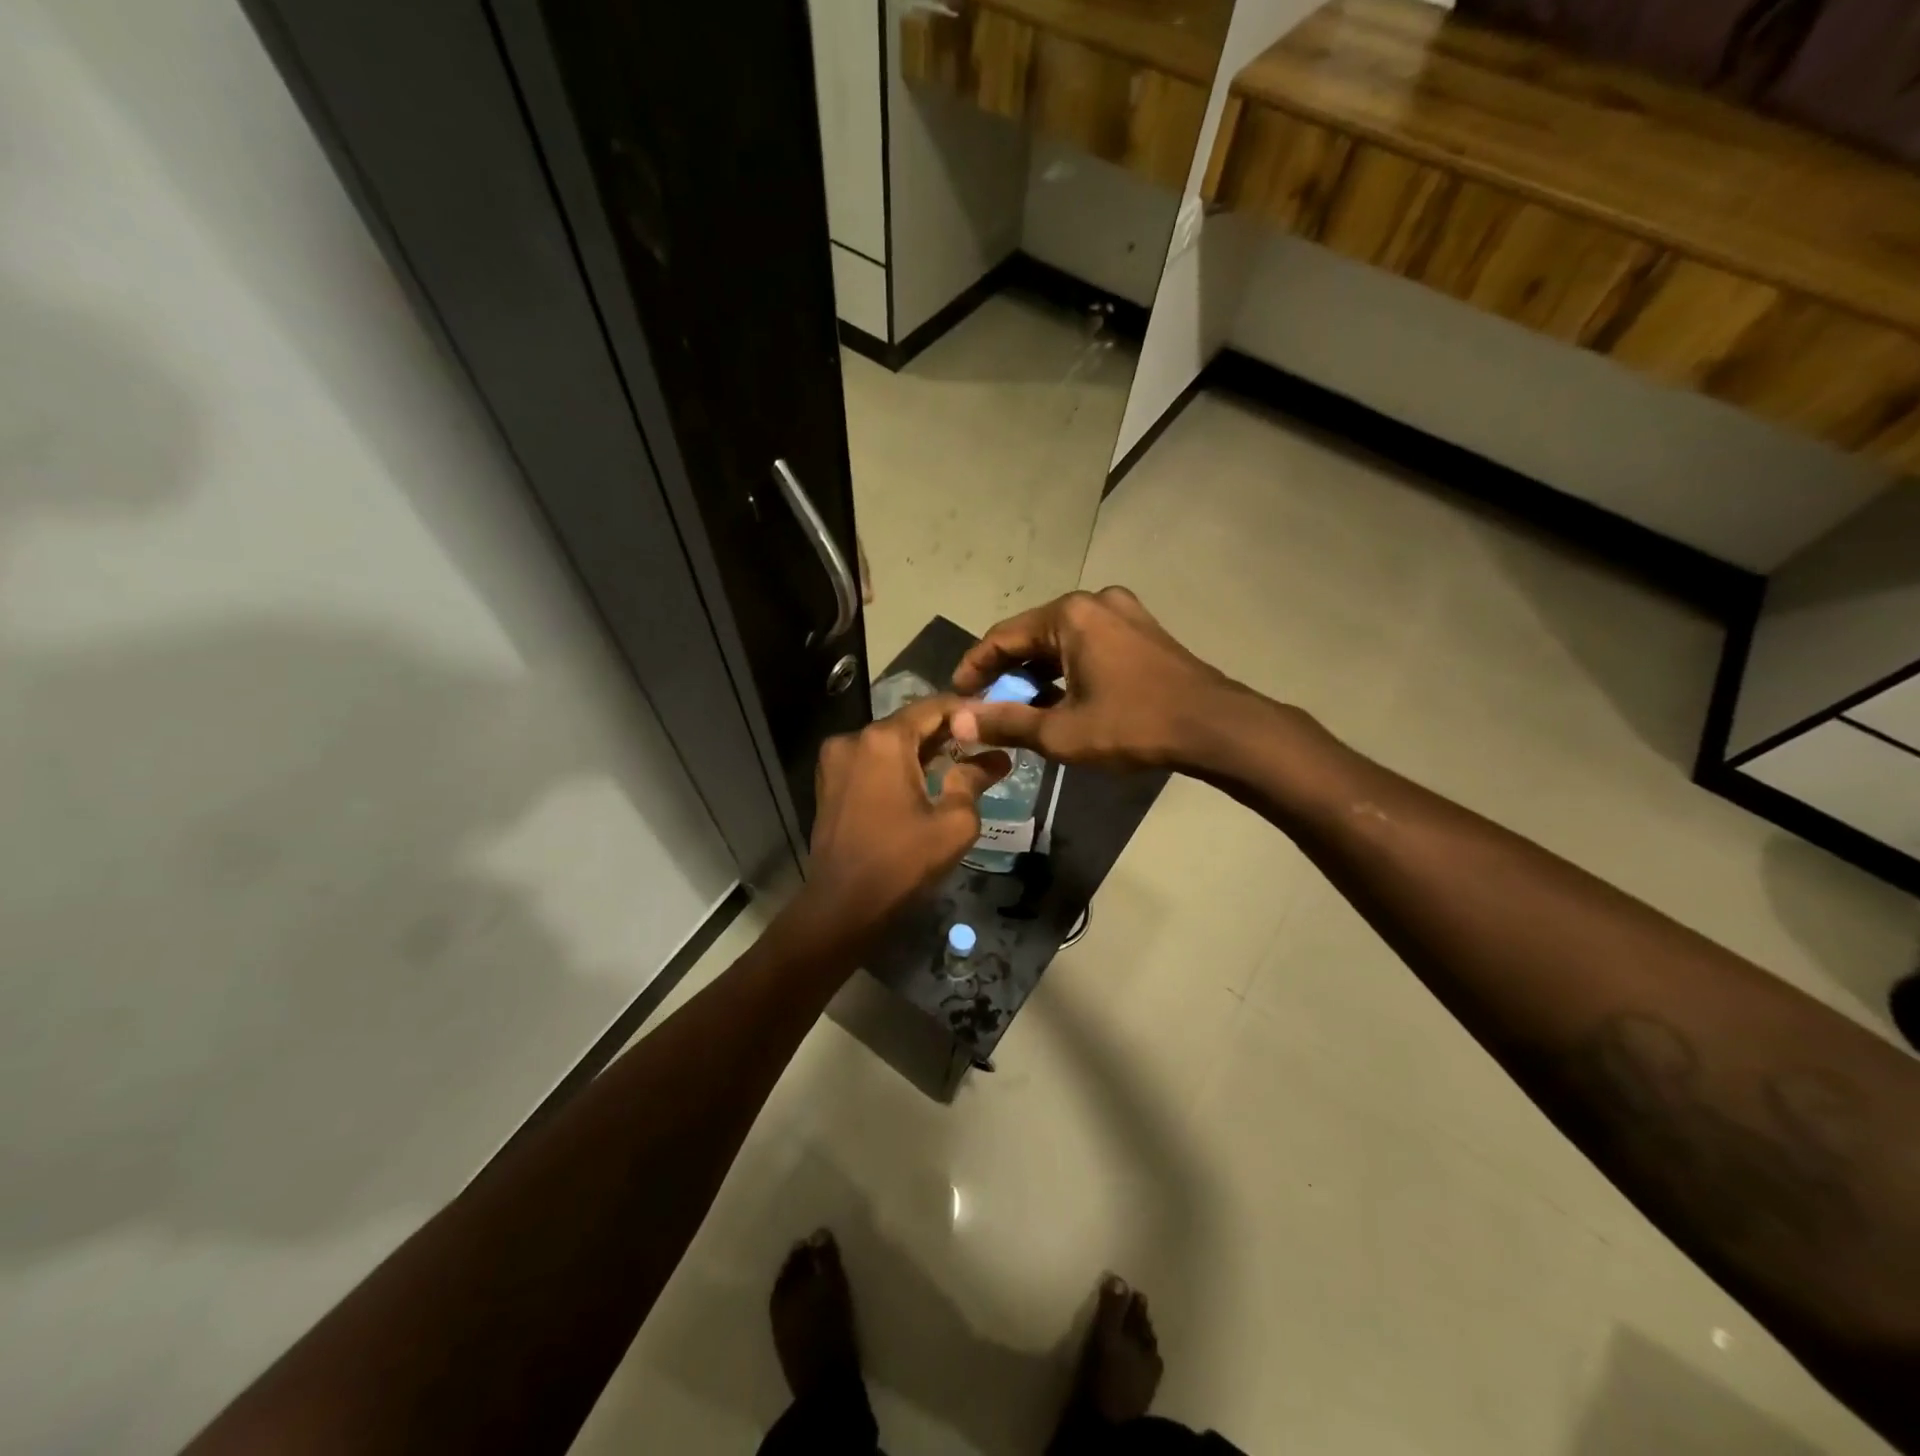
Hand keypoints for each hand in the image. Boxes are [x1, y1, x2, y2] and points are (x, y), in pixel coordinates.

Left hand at [800, 695, 1008, 937]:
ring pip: (888, 743)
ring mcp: (835, 761)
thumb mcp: (954, 823)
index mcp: (884, 740)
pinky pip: (870, 762)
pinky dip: (896, 766)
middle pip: (909, 723)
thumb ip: (974, 781)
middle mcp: (854, 739)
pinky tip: (921, 783)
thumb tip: (997, 758)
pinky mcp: (828, 783)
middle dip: (945, 733)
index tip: (993, 722)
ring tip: (957, 765)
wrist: (843, 906)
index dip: (966, 711)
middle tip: (981, 746)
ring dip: (920, 751)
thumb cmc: (902, 862)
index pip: (933, 707)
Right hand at [950, 587, 1251, 770]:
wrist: (1215, 727)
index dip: (973, 668)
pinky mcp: (1143, 630)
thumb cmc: (1133, 725)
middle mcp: (1094, 601)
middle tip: (986, 706)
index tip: (956, 697)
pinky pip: (1089, 644)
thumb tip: (956, 723)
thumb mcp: (1061, 731)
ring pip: (1062, 641)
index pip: (1002, 637)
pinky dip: (1068, 669)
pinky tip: (1062, 698)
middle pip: (1032, 636)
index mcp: (1069, 615)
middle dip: (1006, 673)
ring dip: (1037, 673)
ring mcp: (1124, 612)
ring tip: (1021, 708)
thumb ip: (1005, 722)